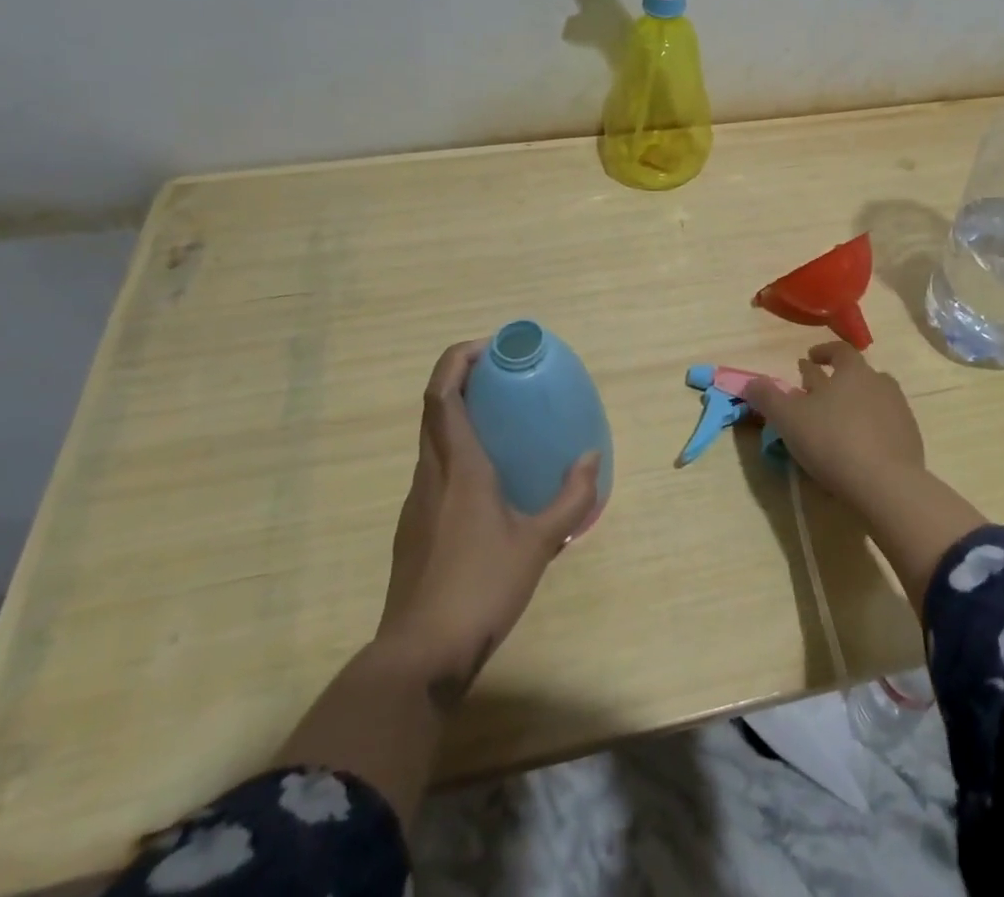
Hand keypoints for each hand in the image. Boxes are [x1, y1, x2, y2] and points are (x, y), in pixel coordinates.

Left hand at [377, 340, 600, 706]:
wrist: (419, 656)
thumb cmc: (482, 588)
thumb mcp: (538, 544)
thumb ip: (570, 498)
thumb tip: (590, 459)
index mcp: (459, 467)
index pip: (443, 395)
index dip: (458, 360)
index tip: (489, 347)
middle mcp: (430, 474)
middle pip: (433, 408)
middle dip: (460, 378)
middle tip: (501, 374)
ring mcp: (416, 501)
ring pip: (431, 439)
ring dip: (457, 414)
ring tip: (500, 419)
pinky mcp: (413, 527)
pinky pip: (433, 468)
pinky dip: (456, 450)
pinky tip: (487, 479)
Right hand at [742, 342, 924, 510]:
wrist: (886, 485)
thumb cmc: (832, 441)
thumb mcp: (788, 418)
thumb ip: (767, 397)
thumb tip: (751, 382)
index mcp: (853, 371)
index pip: (840, 350)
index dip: (823, 352)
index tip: (809, 359)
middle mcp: (880, 383)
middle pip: (859, 374)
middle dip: (838, 381)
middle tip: (819, 394)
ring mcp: (899, 411)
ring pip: (874, 399)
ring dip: (857, 405)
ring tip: (839, 421)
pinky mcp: (911, 440)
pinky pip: (886, 426)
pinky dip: (872, 430)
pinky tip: (860, 448)